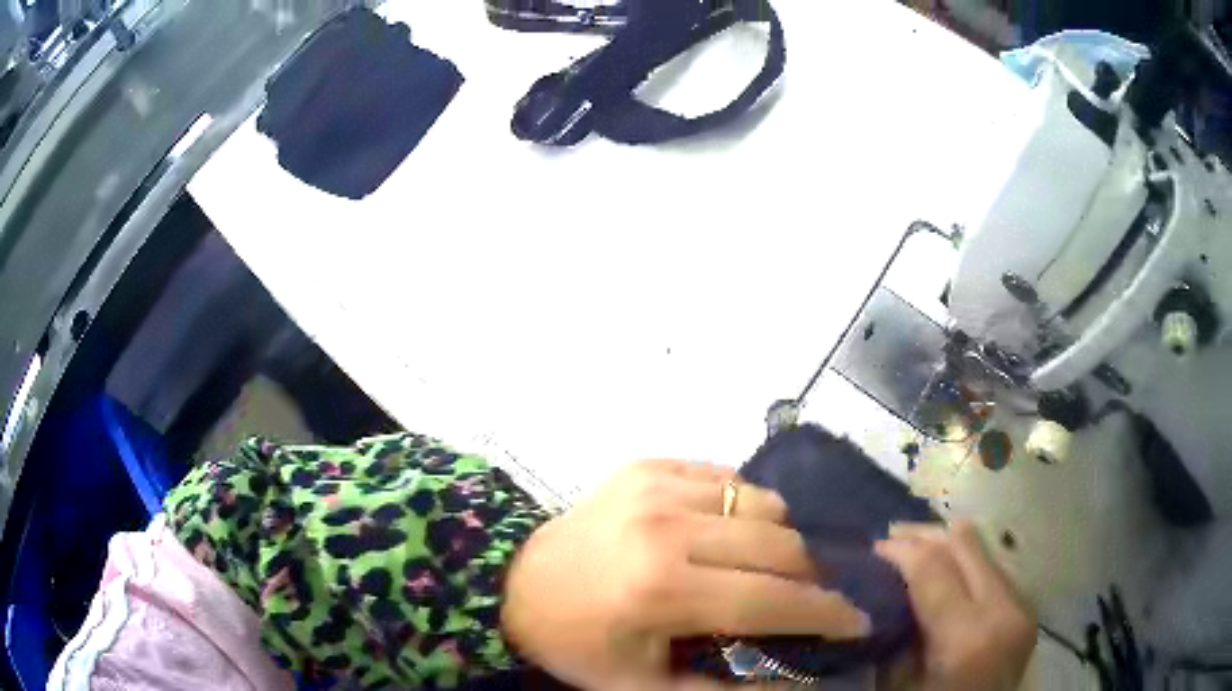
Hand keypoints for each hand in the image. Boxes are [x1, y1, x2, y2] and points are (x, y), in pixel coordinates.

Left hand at [500, 459, 870, 689]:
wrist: (516, 585)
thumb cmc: (580, 645)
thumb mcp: (644, 690)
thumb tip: (798, 686)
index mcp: (662, 590)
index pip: (773, 599)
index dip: (826, 613)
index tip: (858, 620)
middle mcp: (666, 525)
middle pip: (780, 543)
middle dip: (811, 577)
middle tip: (809, 599)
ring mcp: (656, 484)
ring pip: (762, 501)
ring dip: (781, 538)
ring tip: (768, 566)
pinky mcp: (647, 464)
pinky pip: (726, 477)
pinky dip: (743, 508)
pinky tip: (729, 535)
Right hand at [875, 521, 1036, 690]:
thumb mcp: (899, 683)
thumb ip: (897, 632)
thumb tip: (883, 589)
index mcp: (966, 637)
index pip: (933, 566)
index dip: (901, 549)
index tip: (873, 549)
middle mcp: (1003, 609)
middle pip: (965, 542)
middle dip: (924, 534)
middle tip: (893, 537)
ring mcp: (1021, 605)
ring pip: (983, 549)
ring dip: (947, 546)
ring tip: (917, 551)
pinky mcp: (1026, 607)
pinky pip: (993, 570)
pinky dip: (965, 565)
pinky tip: (946, 574)